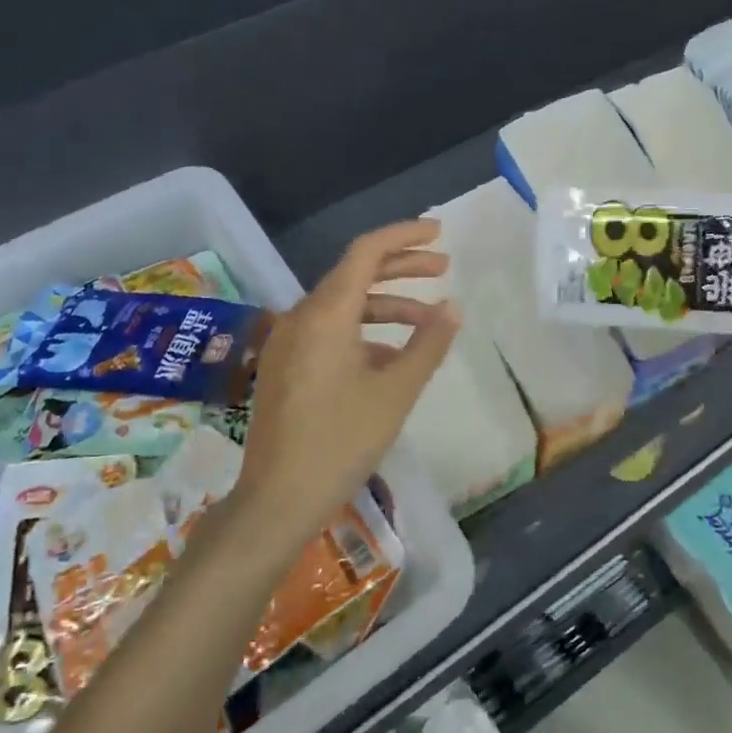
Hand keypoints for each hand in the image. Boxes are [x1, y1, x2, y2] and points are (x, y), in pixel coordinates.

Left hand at [234, 220, 459, 554]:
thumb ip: (428, 344)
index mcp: (325, 314)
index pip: (365, 253)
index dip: (404, 236)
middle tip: (443, 268)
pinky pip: (328, 332)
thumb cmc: (341, 441)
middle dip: (401, 268)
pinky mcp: (284, 367)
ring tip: (428, 318)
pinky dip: (363, 331)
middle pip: (354, 274)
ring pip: (342, 306)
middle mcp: (300, 318)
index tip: (439, 234)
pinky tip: (390, 355)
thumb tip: (453, 308)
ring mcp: (288, 343)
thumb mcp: (396, 392)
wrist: (278, 498)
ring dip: (386, 304)